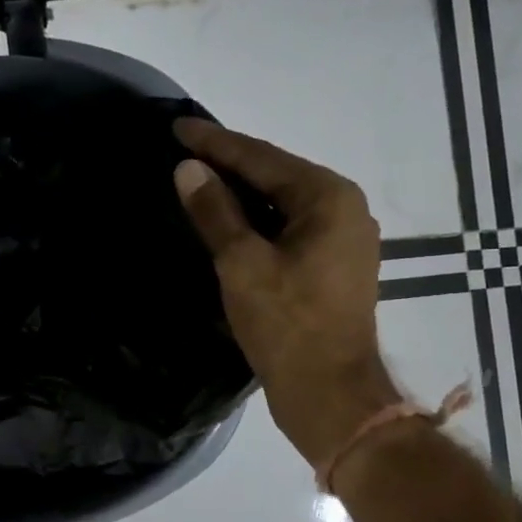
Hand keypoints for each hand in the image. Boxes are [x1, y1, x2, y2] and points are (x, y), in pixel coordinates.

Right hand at [172, 118, 401, 468]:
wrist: (331, 395)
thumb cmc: (287, 325)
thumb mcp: (242, 264)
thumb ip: (215, 211)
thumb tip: (188, 169)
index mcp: (328, 197)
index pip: (261, 157)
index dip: (215, 142)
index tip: (177, 126)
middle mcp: (344, 207)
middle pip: (276, 174)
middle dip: (229, 162)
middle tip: (184, 148)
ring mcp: (343, 238)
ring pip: (282, 201)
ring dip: (241, 192)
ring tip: (199, 177)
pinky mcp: (333, 265)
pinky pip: (289, 226)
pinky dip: (257, 220)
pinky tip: (228, 220)